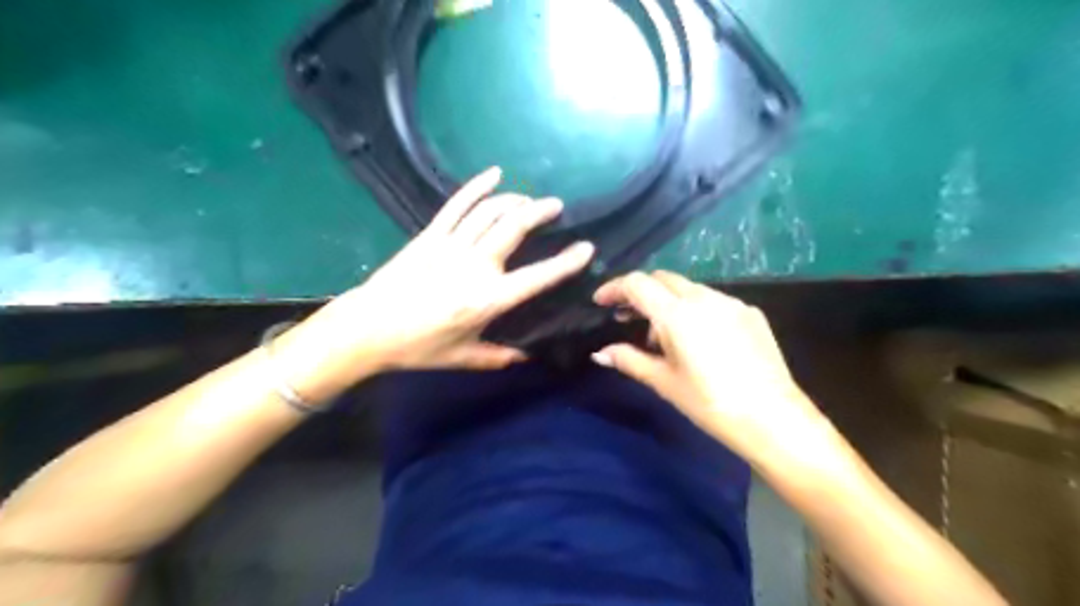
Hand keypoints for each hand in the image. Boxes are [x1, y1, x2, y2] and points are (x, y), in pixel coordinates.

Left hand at [319, 168, 594, 371]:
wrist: (367, 329)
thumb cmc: (418, 347)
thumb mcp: (464, 358)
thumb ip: (499, 357)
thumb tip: (527, 355)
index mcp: (488, 299)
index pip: (538, 277)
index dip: (566, 262)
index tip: (586, 248)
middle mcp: (474, 265)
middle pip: (514, 227)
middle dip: (540, 212)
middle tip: (556, 206)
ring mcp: (450, 245)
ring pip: (490, 211)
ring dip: (515, 200)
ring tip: (530, 200)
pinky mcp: (430, 235)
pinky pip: (457, 205)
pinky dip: (476, 186)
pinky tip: (495, 173)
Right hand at [590, 272, 832, 469]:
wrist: (773, 419)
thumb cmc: (710, 403)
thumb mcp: (664, 382)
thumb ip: (629, 360)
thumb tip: (600, 354)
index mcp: (677, 314)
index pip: (637, 283)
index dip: (614, 288)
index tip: (601, 301)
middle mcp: (704, 298)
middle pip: (662, 279)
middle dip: (640, 292)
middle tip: (627, 317)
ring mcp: (731, 303)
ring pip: (688, 288)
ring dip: (667, 301)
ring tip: (662, 336)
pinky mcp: (750, 313)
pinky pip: (712, 300)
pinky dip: (694, 309)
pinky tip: (697, 339)